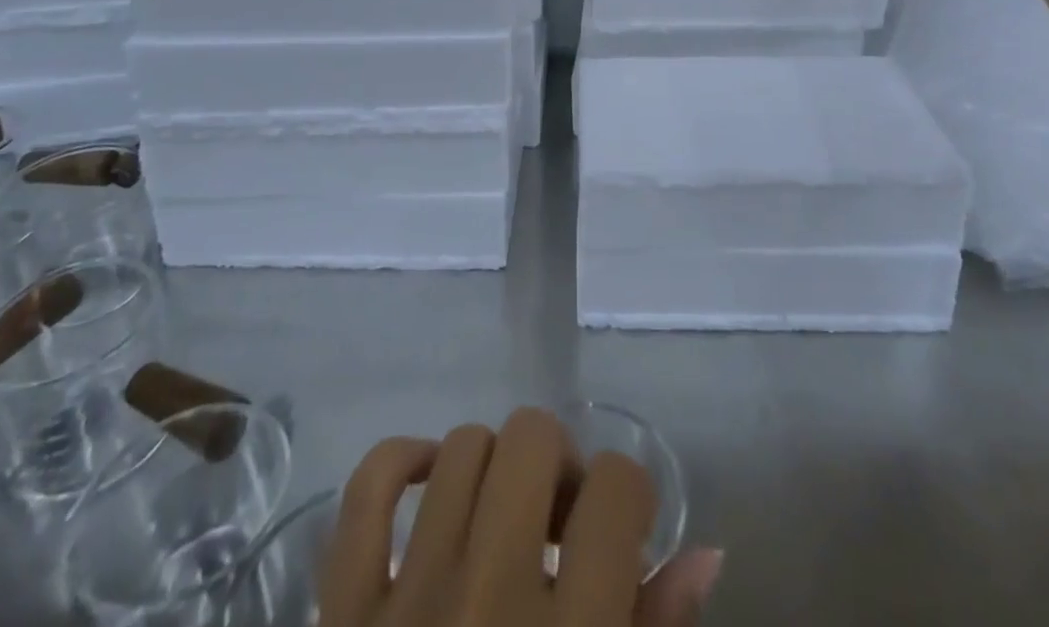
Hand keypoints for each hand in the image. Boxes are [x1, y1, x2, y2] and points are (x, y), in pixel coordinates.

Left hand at [321, 408, 722, 626]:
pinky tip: (433, 481)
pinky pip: (368, 490)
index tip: (625, 529)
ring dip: (495, 469)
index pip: (616, 487)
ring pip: (463, 448)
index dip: (630, 494)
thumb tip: (705, 553)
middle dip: (561, 464)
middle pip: (533, 438)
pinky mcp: (343, 613)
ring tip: (505, 519)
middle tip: (563, 521)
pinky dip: (402, 462)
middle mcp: (489, 598)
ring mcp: (408, 599)